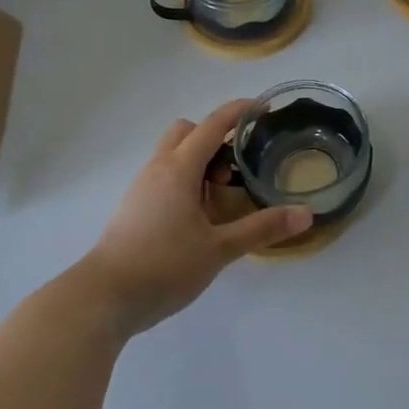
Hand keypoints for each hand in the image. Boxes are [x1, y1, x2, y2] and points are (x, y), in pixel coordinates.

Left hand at [74, 100, 310, 336]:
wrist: (102, 299)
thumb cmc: (163, 266)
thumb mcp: (219, 249)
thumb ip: (262, 228)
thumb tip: (306, 214)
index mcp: (179, 169)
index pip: (213, 124)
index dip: (240, 111)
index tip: (265, 109)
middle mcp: (158, 168)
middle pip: (187, 131)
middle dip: (214, 138)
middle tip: (236, 168)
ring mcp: (141, 187)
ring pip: (173, 154)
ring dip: (199, 162)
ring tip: (221, 198)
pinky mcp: (134, 207)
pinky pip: (164, 176)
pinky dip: (185, 181)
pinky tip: (198, 217)